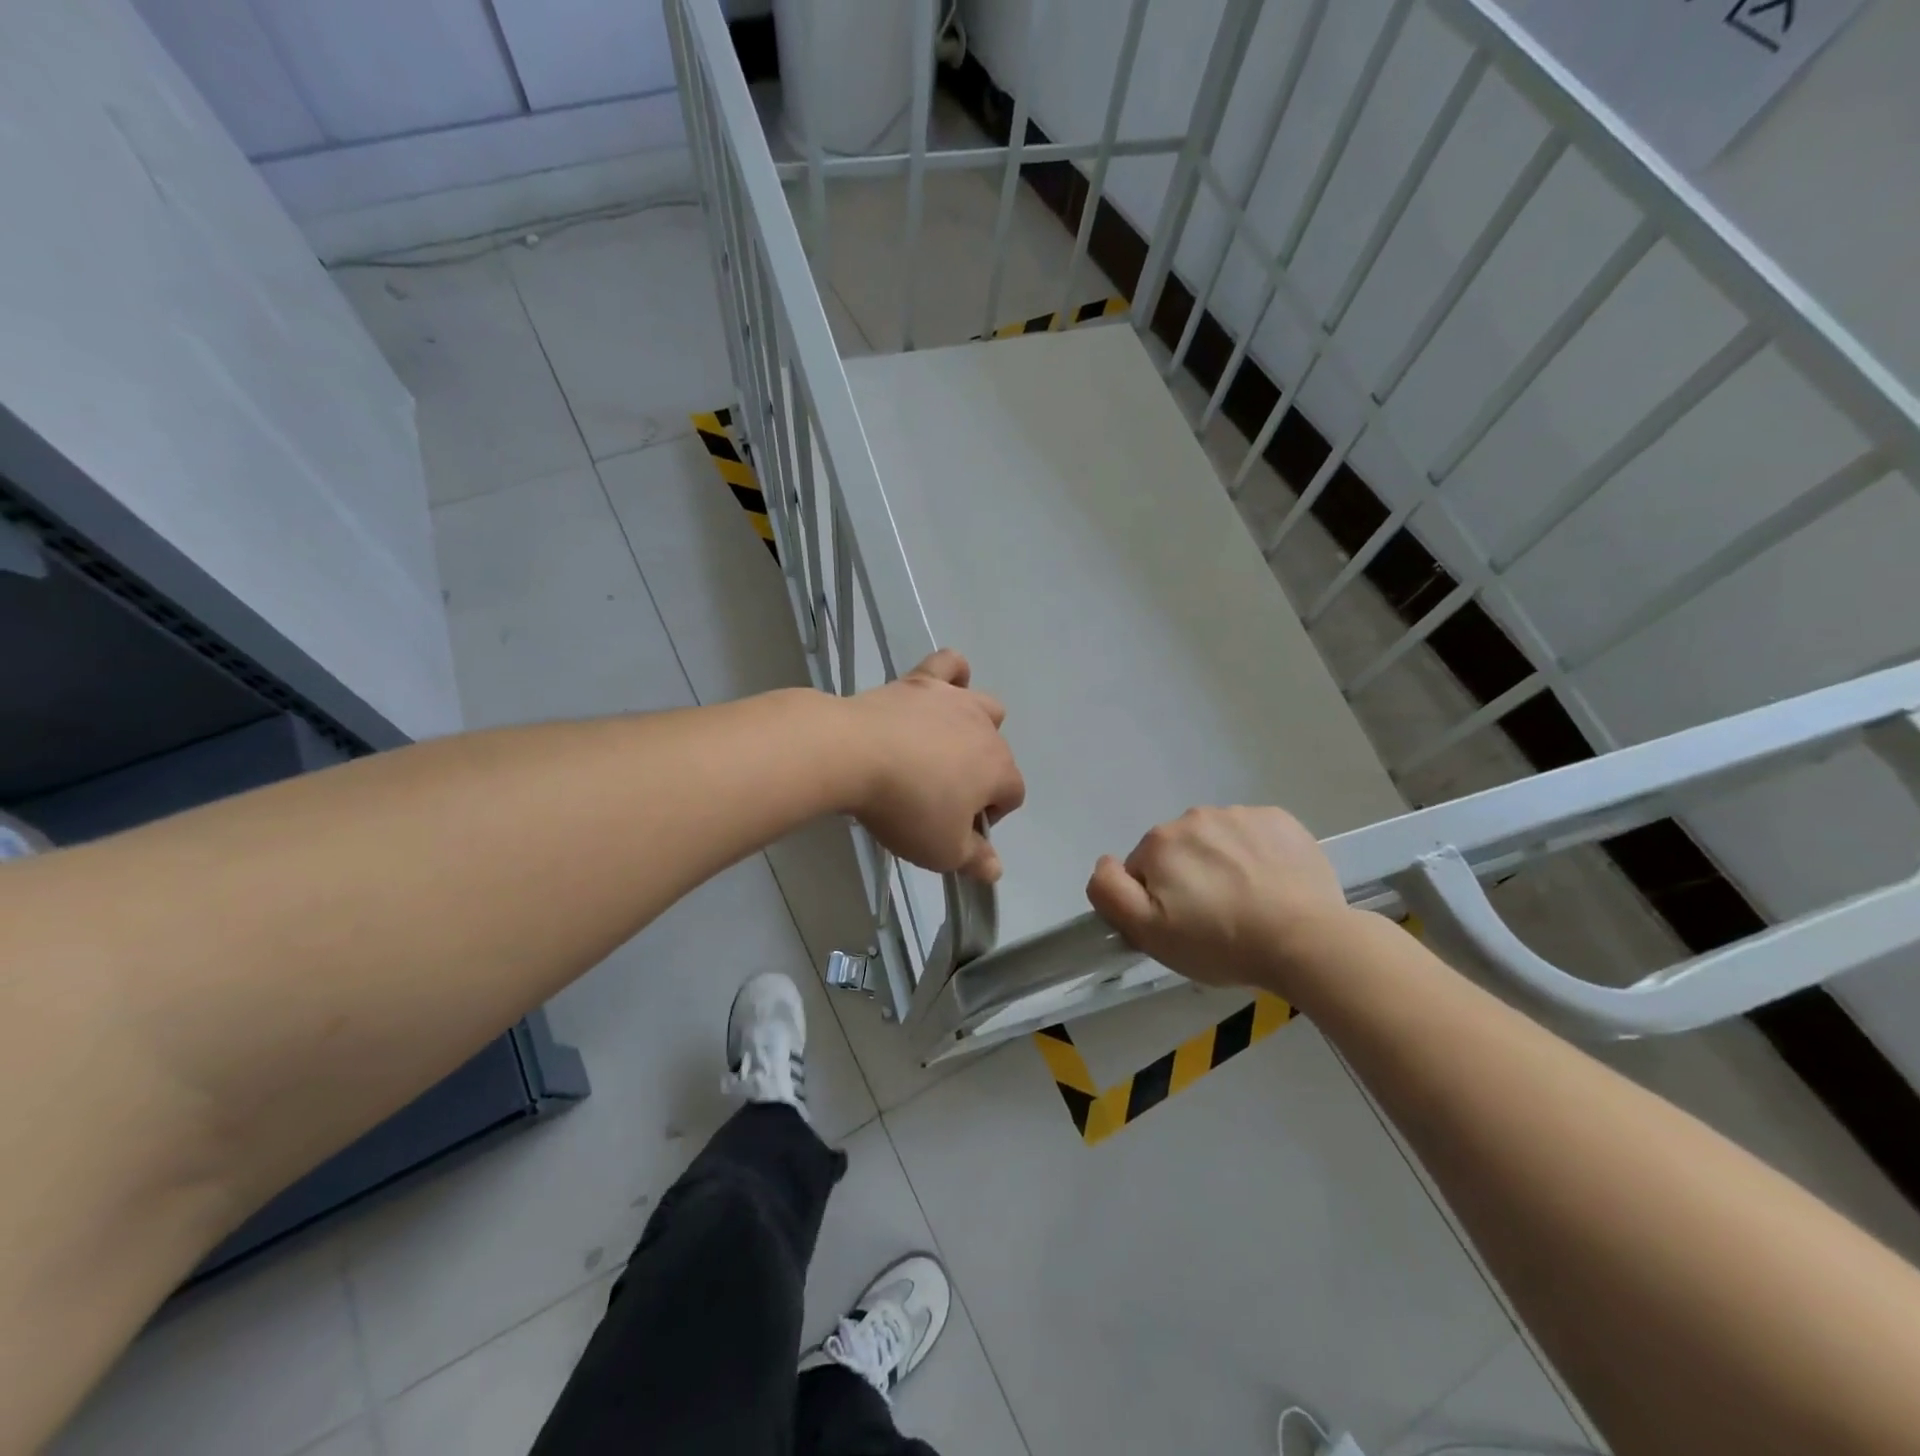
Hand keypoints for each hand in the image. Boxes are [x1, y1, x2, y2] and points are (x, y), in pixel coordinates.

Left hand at [843, 650, 1025, 879]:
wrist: (854, 754)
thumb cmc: (906, 807)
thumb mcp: (941, 850)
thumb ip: (973, 859)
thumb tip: (995, 869)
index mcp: (998, 769)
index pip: (1012, 795)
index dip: (990, 816)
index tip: (958, 830)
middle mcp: (985, 729)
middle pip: (999, 752)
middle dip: (981, 775)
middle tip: (942, 797)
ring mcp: (953, 700)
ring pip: (984, 705)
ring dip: (975, 726)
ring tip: (943, 746)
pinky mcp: (920, 681)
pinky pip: (949, 664)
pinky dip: (952, 674)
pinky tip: (941, 690)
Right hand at [1085, 806, 1354, 992]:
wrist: (1306, 941)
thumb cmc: (1221, 942)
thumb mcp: (1149, 933)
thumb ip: (1110, 892)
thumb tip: (1105, 862)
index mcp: (1160, 842)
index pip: (1143, 870)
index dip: (1156, 901)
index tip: (1182, 926)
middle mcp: (1195, 817)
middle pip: (1179, 852)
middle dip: (1189, 879)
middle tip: (1215, 919)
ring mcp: (1241, 814)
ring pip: (1217, 842)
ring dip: (1223, 865)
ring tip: (1249, 904)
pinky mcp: (1280, 820)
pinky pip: (1254, 835)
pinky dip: (1257, 855)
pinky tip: (1272, 885)